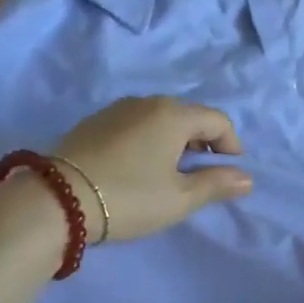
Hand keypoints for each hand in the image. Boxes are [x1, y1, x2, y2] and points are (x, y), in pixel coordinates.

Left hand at [54, 97, 251, 242]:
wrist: (56, 200)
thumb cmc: (129, 197)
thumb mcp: (179, 198)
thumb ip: (216, 184)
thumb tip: (247, 177)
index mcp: (173, 115)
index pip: (217, 120)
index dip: (231, 145)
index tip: (229, 172)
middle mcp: (146, 102)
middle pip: (188, 115)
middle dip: (203, 142)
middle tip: (200, 174)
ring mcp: (116, 110)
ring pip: (159, 118)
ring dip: (174, 140)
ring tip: (169, 172)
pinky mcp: (93, 122)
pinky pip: (135, 124)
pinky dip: (148, 139)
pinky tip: (139, 167)